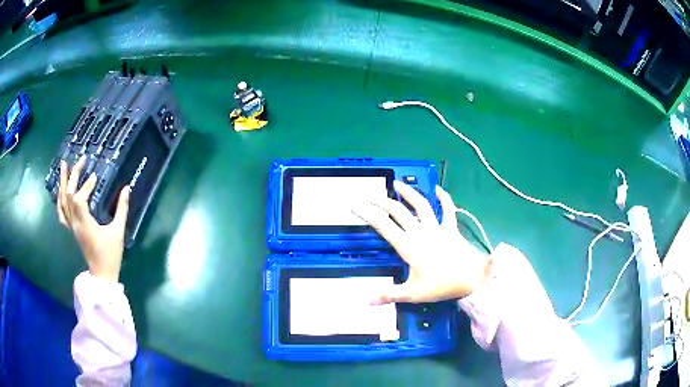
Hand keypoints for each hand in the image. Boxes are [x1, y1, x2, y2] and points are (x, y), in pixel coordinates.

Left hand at [57, 156, 130, 282]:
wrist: (101, 275)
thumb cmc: (110, 255)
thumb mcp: (118, 232)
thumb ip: (122, 210)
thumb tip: (126, 189)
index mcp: (85, 225)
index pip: (79, 199)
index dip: (85, 185)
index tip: (95, 177)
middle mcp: (75, 223)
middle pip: (68, 195)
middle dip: (73, 175)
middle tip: (81, 159)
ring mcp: (71, 227)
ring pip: (61, 202)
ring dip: (62, 182)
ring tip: (64, 165)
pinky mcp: (71, 229)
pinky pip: (61, 212)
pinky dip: (59, 198)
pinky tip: (61, 189)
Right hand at [354, 181, 490, 304]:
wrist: (472, 278)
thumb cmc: (442, 285)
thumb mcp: (413, 293)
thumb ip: (389, 295)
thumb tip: (366, 300)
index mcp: (408, 245)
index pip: (382, 225)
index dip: (366, 213)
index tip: (355, 205)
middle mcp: (420, 232)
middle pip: (397, 211)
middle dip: (381, 201)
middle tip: (370, 196)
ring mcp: (437, 227)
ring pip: (420, 205)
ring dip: (408, 193)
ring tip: (397, 184)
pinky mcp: (451, 228)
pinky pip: (448, 209)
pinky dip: (444, 198)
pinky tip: (438, 189)